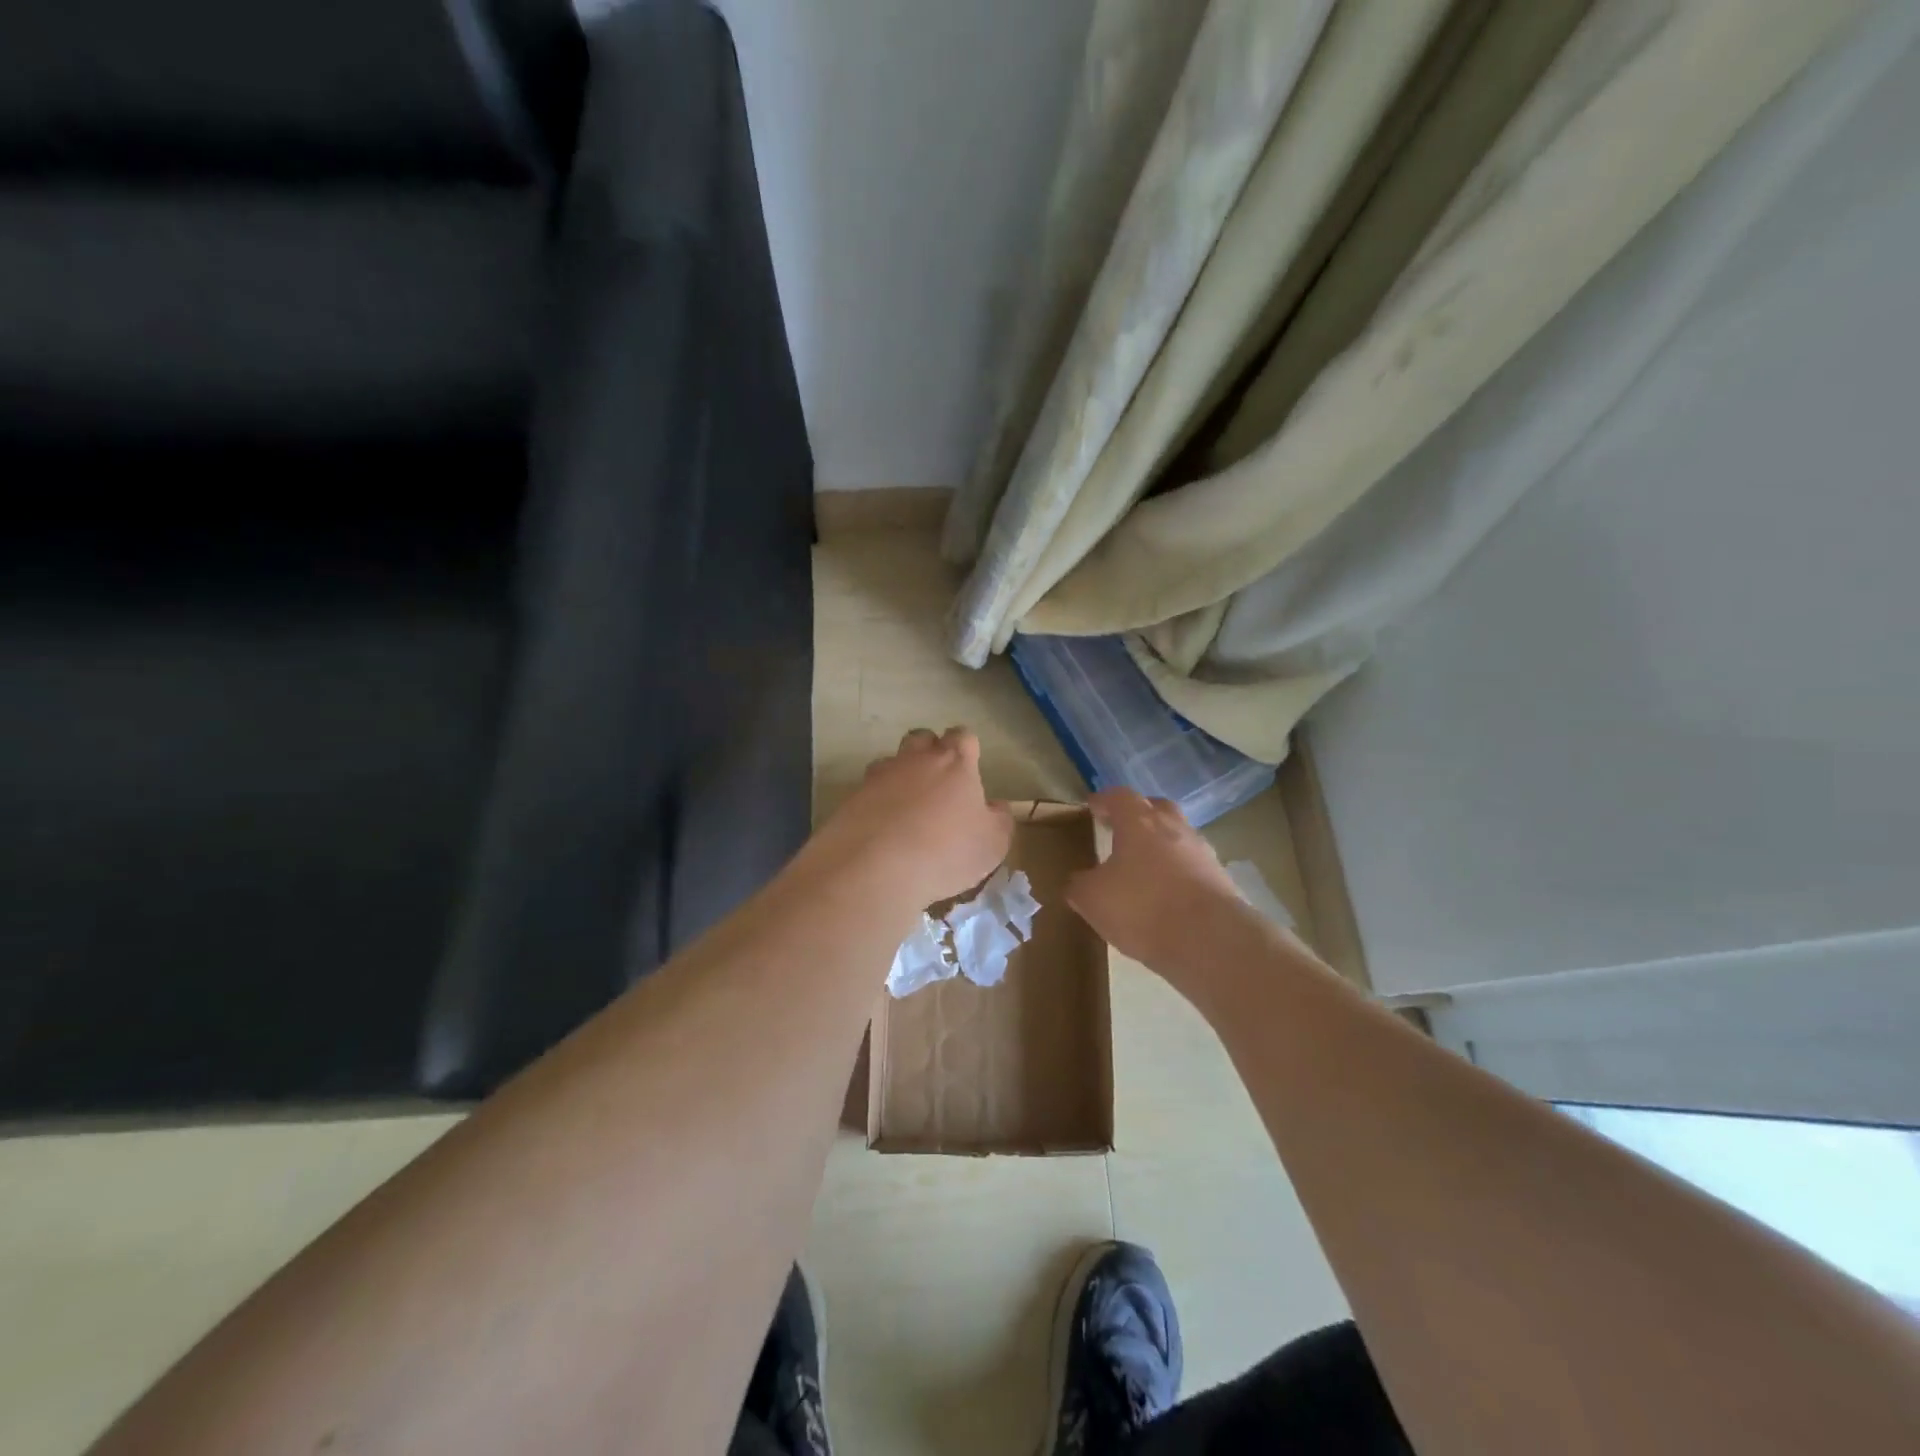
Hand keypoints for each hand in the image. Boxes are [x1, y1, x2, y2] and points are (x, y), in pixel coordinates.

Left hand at [811, 728, 1013, 907]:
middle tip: (938, 782)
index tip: (970, 767)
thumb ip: (999, 819)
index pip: (963, 736)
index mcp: (954, 762)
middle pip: (922, 738)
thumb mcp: (992, 843)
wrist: (876, 868)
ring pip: (890, 762)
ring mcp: (879, 777)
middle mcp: (915, 760)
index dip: (967, 748)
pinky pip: (868, 792)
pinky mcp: (851, 799)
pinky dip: (876, 804)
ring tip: (906, 808)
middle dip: (929, 752)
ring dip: (899, 777)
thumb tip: (995, 806)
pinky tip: (882, 829)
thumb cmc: (946, 851)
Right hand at [1067, 788, 1242, 970]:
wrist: (1210, 939)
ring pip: (1178, 836)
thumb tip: (1079, 880)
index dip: (1104, 800)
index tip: (1093, 807)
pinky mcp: (1221, 880)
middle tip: (1122, 830)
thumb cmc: (1142, 907)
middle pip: (1156, 808)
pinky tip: (1168, 894)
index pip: (1119, 797)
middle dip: (1139, 815)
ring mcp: (1202, 852)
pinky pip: (1193, 866)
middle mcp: (1174, 827)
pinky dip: (1179, 873)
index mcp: (1139, 822)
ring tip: (1145, 868)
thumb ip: (1080, 885)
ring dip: (1162, 845)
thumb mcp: (1092, 899)